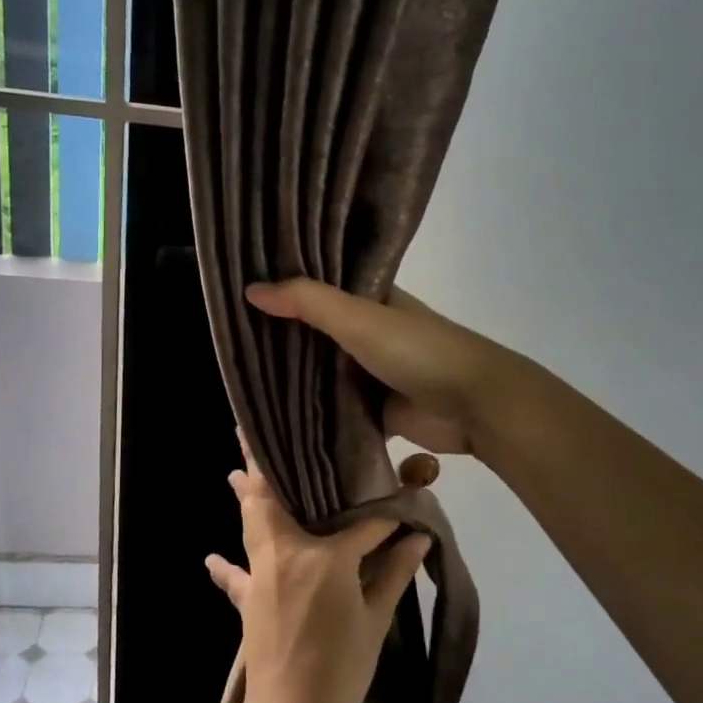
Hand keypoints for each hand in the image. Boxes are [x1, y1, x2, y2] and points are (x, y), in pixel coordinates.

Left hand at [205, 444, 433, 702]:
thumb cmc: (341, 669)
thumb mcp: (376, 621)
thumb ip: (394, 574)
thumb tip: (419, 539)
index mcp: (324, 557)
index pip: (361, 523)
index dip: (384, 515)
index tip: (401, 502)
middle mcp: (286, 553)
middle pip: (274, 499)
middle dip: (264, 465)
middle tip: (253, 431)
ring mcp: (262, 574)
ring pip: (251, 523)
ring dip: (245, 496)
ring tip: (233, 470)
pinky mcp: (247, 599)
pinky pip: (235, 576)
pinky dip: (226, 566)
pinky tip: (212, 557)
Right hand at [245, 279, 521, 456]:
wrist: (474, 405)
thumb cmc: (418, 351)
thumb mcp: (359, 318)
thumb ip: (307, 302)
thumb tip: (250, 290)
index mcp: (370, 299)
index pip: (318, 287)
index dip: (284, 287)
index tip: (239, 290)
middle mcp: (368, 331)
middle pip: (316, 333)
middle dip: (282, 338)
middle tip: (229, 340)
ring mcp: (372, 373)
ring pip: (323, 373)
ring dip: (295, 378)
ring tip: (240, 377)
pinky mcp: (376, 410)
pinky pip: (336, 409)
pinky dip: (313, 412)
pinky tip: (274, 415)